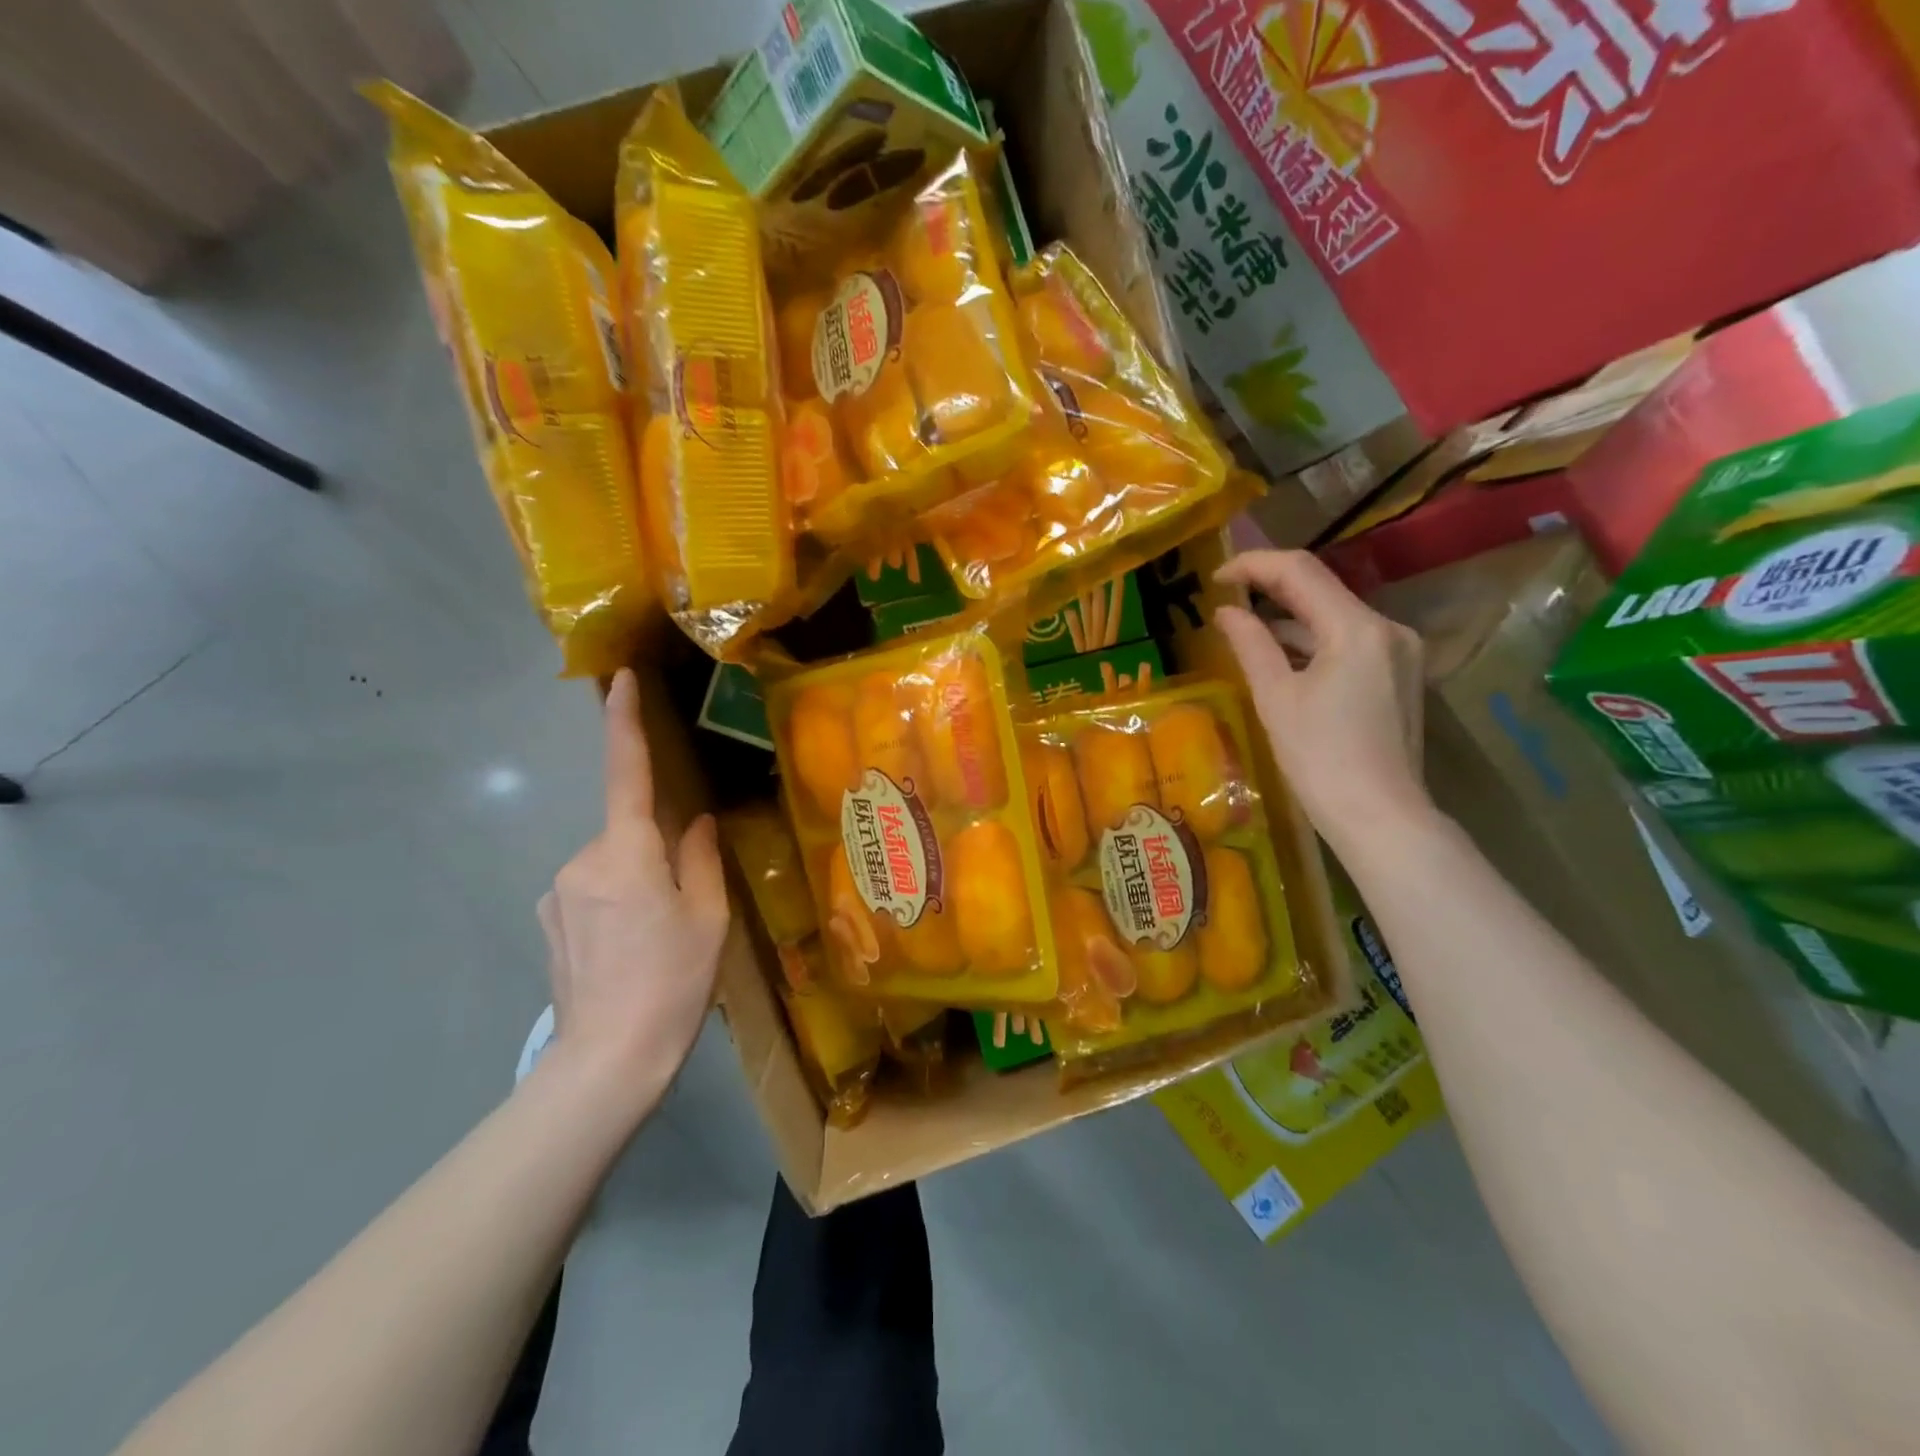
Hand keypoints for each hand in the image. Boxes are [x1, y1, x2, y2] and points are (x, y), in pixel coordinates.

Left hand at [539, 669, 729, 1113]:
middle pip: (628, 833)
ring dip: (636, 882)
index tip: (620, 681)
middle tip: (684, 909)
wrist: (608, 1060)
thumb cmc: (673, 983)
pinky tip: (626, 950)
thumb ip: (701, 858)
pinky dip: (614, 904)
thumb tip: (696, 823)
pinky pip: (589, 891)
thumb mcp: (708, 918)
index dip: (624, 724)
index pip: (627, 774)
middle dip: (656, 853)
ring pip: (610, 865)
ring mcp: (557, 893)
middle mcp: (582, 861)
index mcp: (628, 854)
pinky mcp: (547, 920)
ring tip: (655, 940)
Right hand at [1213, 550, 1430, 853]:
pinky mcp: (1399, 675)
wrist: (1380, 816)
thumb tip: (1226, 612)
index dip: (1253, 566)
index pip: (1300, 572)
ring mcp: (1400, 652)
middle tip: (1224, 599)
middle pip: (1322, 591)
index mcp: (1357, 629)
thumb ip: (1250, 644)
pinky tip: (1281, 660)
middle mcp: (1388, 629)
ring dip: (1290, 620)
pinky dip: (1312, 645)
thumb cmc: (1320, 759)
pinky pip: (1348, 643)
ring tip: (1244, 631)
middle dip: (1270, 590)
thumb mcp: (1276, 698)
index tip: (1214, 578)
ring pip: (1334, 618)